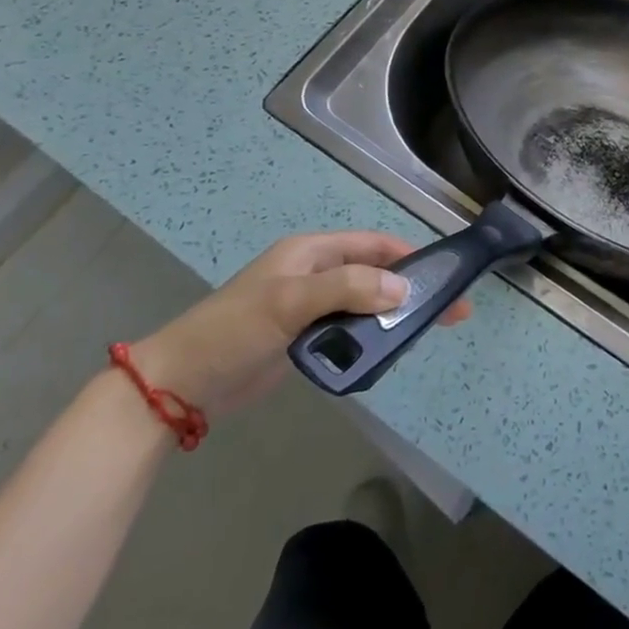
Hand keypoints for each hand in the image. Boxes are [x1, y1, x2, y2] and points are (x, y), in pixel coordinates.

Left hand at [130, 231, 472, 418]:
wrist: (180, 384)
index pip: (372, 244)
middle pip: (374, 272)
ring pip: (364, 302)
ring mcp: (309, 307)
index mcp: (311, 252)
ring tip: (427, 332)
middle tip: (448, 311)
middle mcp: (314, 273)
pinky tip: (389, 350)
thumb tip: (403, 288)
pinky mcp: (303, 338)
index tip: (444, 274)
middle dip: (410, 287)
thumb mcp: (290, 302)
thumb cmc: (234, 331)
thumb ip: (348, 289)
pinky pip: (348, 329)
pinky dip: (371, 336)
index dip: (409, 255)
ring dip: (392, 314)